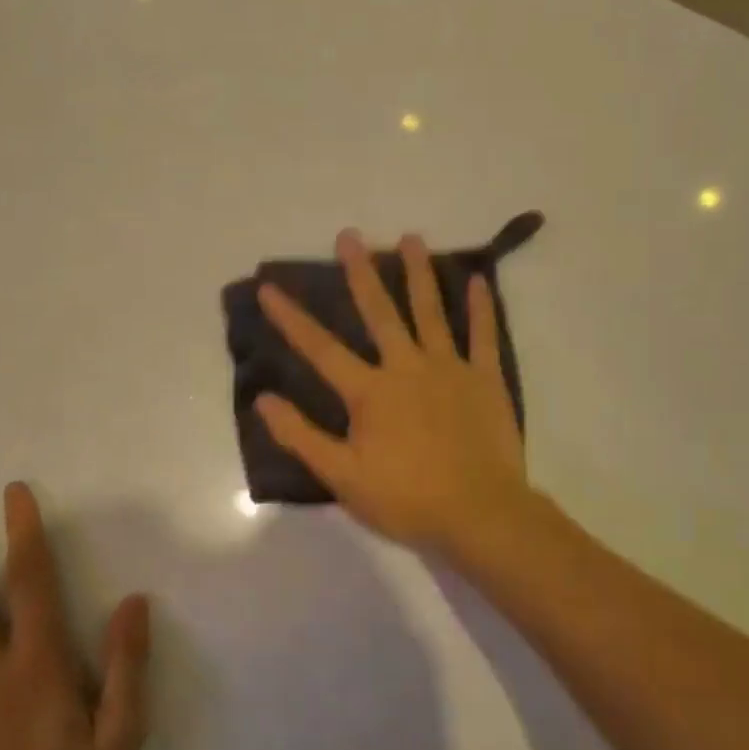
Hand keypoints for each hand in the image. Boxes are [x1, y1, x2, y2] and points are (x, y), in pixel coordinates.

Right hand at [255, 229, 532, 555]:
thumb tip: (263, 400)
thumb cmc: (407, 499)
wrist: (480, 514)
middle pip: (380, 312)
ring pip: (431, 311)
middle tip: (349, 235)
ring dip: (419, 273)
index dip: (291, 318)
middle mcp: (407, 367)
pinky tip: (479, 279)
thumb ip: (301, 436)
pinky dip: (481, 308)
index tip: (269, 287)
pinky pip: (483, 336)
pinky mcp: (485, 379)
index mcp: (370, 391)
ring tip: (411, 237)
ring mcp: (450, 368)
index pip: (321, 348)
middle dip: (361, 273)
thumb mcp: (342, 476)